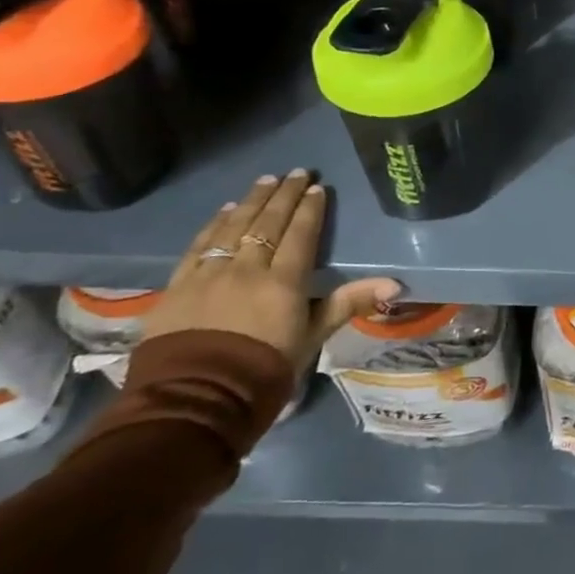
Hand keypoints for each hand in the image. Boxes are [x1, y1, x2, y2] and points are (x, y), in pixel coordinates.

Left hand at [139, 169, 399, 369]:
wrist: (194, 401)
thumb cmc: (264, 370)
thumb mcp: (312, 338)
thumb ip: (349, 303)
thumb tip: (395, 284)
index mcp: (284, 281)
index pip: (301, 234)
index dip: (310, 209)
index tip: (317, 188)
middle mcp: (248, 268)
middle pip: (268, 223)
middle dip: (285, 195)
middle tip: (296, 172)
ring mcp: (210, 274)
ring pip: (235, 227)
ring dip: (253, 201)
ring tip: (265, 181)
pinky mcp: (179, 286)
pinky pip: (200, 245)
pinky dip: (216, 224)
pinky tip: (226, 210)